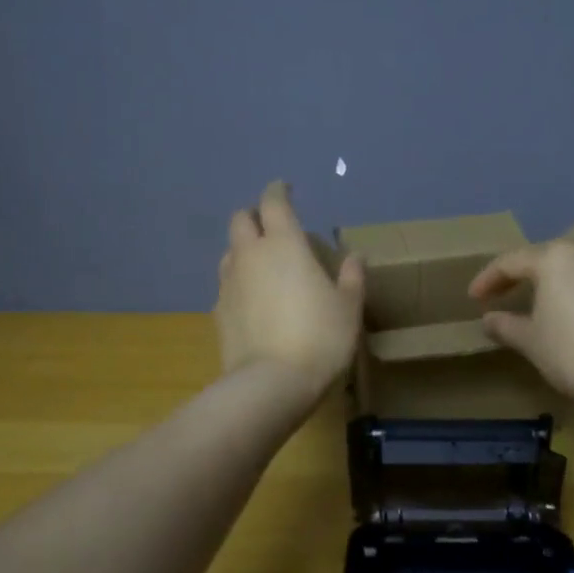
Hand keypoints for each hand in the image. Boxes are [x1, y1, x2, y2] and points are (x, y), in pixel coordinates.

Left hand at [214, 181, 365, 394]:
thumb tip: (355, 257)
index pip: (274, 202)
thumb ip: (351, 278)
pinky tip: (253, 300)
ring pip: (230, 252)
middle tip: (273, 227)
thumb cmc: (319, 338)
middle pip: (241, 220)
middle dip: (255, 216)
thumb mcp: (348, 308)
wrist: (271, 383)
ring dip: (244, 249)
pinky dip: (239, 282)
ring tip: (263, 264)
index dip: (279, 191)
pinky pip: (227, 284)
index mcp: (284, 244)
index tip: (286, 189)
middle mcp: (251, 255)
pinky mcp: (218, 311)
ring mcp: (229, 283)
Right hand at [468, 236, 573, 409]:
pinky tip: (573, 307)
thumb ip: (506, 325)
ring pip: (573, 268)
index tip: (473, 299)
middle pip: (544, 259)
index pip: (511, 262)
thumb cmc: (572, 352)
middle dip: (520, 277)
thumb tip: (489, 319)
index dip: (488, 279)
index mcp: (555, 257)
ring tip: (536, 302)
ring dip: (551, 282)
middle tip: (500, 296)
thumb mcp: (531, 341)